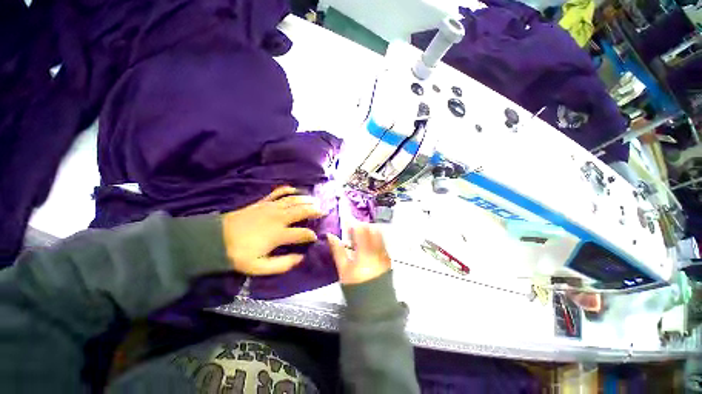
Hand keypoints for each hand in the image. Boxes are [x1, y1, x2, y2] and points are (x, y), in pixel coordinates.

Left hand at [222, 186, 322, 274]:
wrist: (215, 240)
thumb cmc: (238, 254)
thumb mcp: (259, 267)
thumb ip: (282, 264)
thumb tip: (301, 258)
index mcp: (278, 234)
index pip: (302, 233)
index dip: (311, 235)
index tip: (315, 237)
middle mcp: (278, 218)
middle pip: (302, 211)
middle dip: (315, 211)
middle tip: (324, 211)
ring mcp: (270, 207)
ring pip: (294, 200)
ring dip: (307, 200)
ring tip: (316, 201)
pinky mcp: (263, 202)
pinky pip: (278, 192)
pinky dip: (288, 189)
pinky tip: (295, 189)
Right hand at [327, 224, 390, 284]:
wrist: (375, 303)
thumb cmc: (356, 286)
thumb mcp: (343, 269)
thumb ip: (338, 250)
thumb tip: (330, 235)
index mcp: (365, 251)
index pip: (361, 229)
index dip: (354, 225)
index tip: (347, 226)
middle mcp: (377, 249)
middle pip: (373, 229)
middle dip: (363, 226)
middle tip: (354, 232)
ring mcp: (384, 253)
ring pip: (379, 234)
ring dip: (370, 232)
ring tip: (361, 239)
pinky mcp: (388, 258)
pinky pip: (382, 242)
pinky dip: (375, 240)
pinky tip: (368, 248)